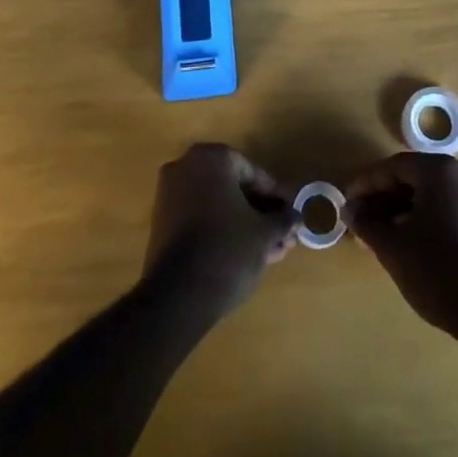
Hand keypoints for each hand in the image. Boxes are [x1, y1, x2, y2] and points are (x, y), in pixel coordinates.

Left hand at [144, 144, 297, 317]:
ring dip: (246, 226)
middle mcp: (185, 167)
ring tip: (272, 252)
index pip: (252, 172)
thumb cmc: (227, 249)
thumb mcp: (264, 233)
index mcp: (211, 158)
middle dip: (261, 214)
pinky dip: (223, 233)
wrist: (177, 298)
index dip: (275, 196)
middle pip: (234, 189)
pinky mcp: (162, 225)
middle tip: (284, 236)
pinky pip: (201, 221)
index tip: (291, 215)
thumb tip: (295, 217)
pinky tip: (249, 256)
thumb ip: (282, 219)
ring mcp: (170, 196)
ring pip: (218, 207)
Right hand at [346, 153, 457, 336]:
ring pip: (431, 194)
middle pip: (413, 177)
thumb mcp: (392, 247)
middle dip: (383, 198)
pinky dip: (425, 217)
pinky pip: (448, 207)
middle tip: (360, 220)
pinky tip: (408, 240)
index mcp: (440, 170)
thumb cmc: (437, 271)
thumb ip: (366, 223)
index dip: (366, 184)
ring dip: (402, 209)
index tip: (346, 202)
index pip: (394, 167)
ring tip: (380, 234)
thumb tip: (349, 209)